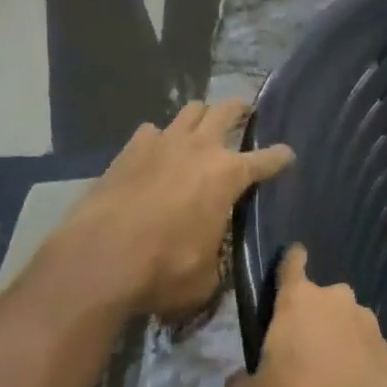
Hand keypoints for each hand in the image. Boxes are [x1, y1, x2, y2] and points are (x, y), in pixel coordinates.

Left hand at [57, 100, 292, 323]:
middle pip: (227, 111)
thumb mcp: (207, 277)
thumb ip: (218, 258)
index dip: (280, 157)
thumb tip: (216, 255)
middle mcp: (200, 148)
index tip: (288, 155)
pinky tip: (155, 151)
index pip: (266, 159)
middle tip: (245, 113)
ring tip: (202, 125)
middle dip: (241, 109)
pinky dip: (159, 137)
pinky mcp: (129, 150)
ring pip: (190, 110)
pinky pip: (151, 130)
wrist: (99, 260)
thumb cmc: (164, 270)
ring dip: (201, 115)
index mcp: (228, 175)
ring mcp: (162, 143)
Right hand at [223, 246, 386, 386]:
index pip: (292, 261)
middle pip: (316, 299)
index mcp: (298, 299)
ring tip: (323, 377)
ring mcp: (366, 320)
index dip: (288, 263)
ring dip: (332, 338)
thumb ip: (236, 382)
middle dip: (307, 318)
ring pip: (341, 321)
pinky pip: (361, 344)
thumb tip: (242, 378)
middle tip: (295, 354)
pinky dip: (353, 358)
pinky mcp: (386, 346)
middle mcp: (335, 298)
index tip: (286, 270)